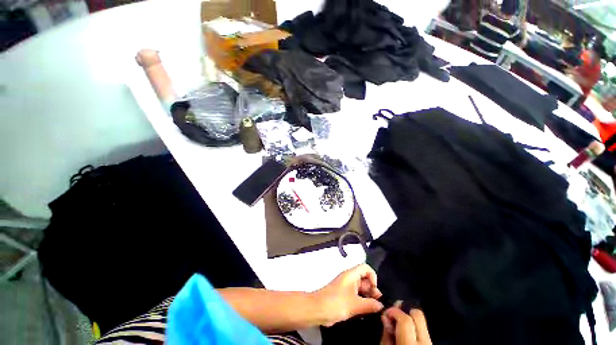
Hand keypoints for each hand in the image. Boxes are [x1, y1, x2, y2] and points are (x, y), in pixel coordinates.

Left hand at [314, 264, 383, 325]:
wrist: (318, 309)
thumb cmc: (336, 303)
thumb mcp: (355, 304)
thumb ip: (370, 304)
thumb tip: (381, 305)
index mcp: (351, 275)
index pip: (365, 268)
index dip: (373, 277)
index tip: (375, 290)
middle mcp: (349, 279)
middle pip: (364, 279)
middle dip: (372, 289)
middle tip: (377, 303)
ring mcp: (346, 287)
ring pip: (360, 288)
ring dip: (367, 297)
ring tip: (373, 309)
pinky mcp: (343, 296)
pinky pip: (356, 296)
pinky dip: (361, 302)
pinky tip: (365, 312)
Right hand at [380, 307, 431, 344]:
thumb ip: (386, 333)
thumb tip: (386, 317)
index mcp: (411, 344)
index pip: (405, 319)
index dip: (394, 311)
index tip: (386, 313)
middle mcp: (425, 342)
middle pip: (417, 314)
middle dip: (404, 309)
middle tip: (393, 314)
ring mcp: (431, 342)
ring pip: (421, 320)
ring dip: (409, 317)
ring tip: (399, 323)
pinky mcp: (432, 343)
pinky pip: (423, 329)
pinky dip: (413, 326)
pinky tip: (406, 331)